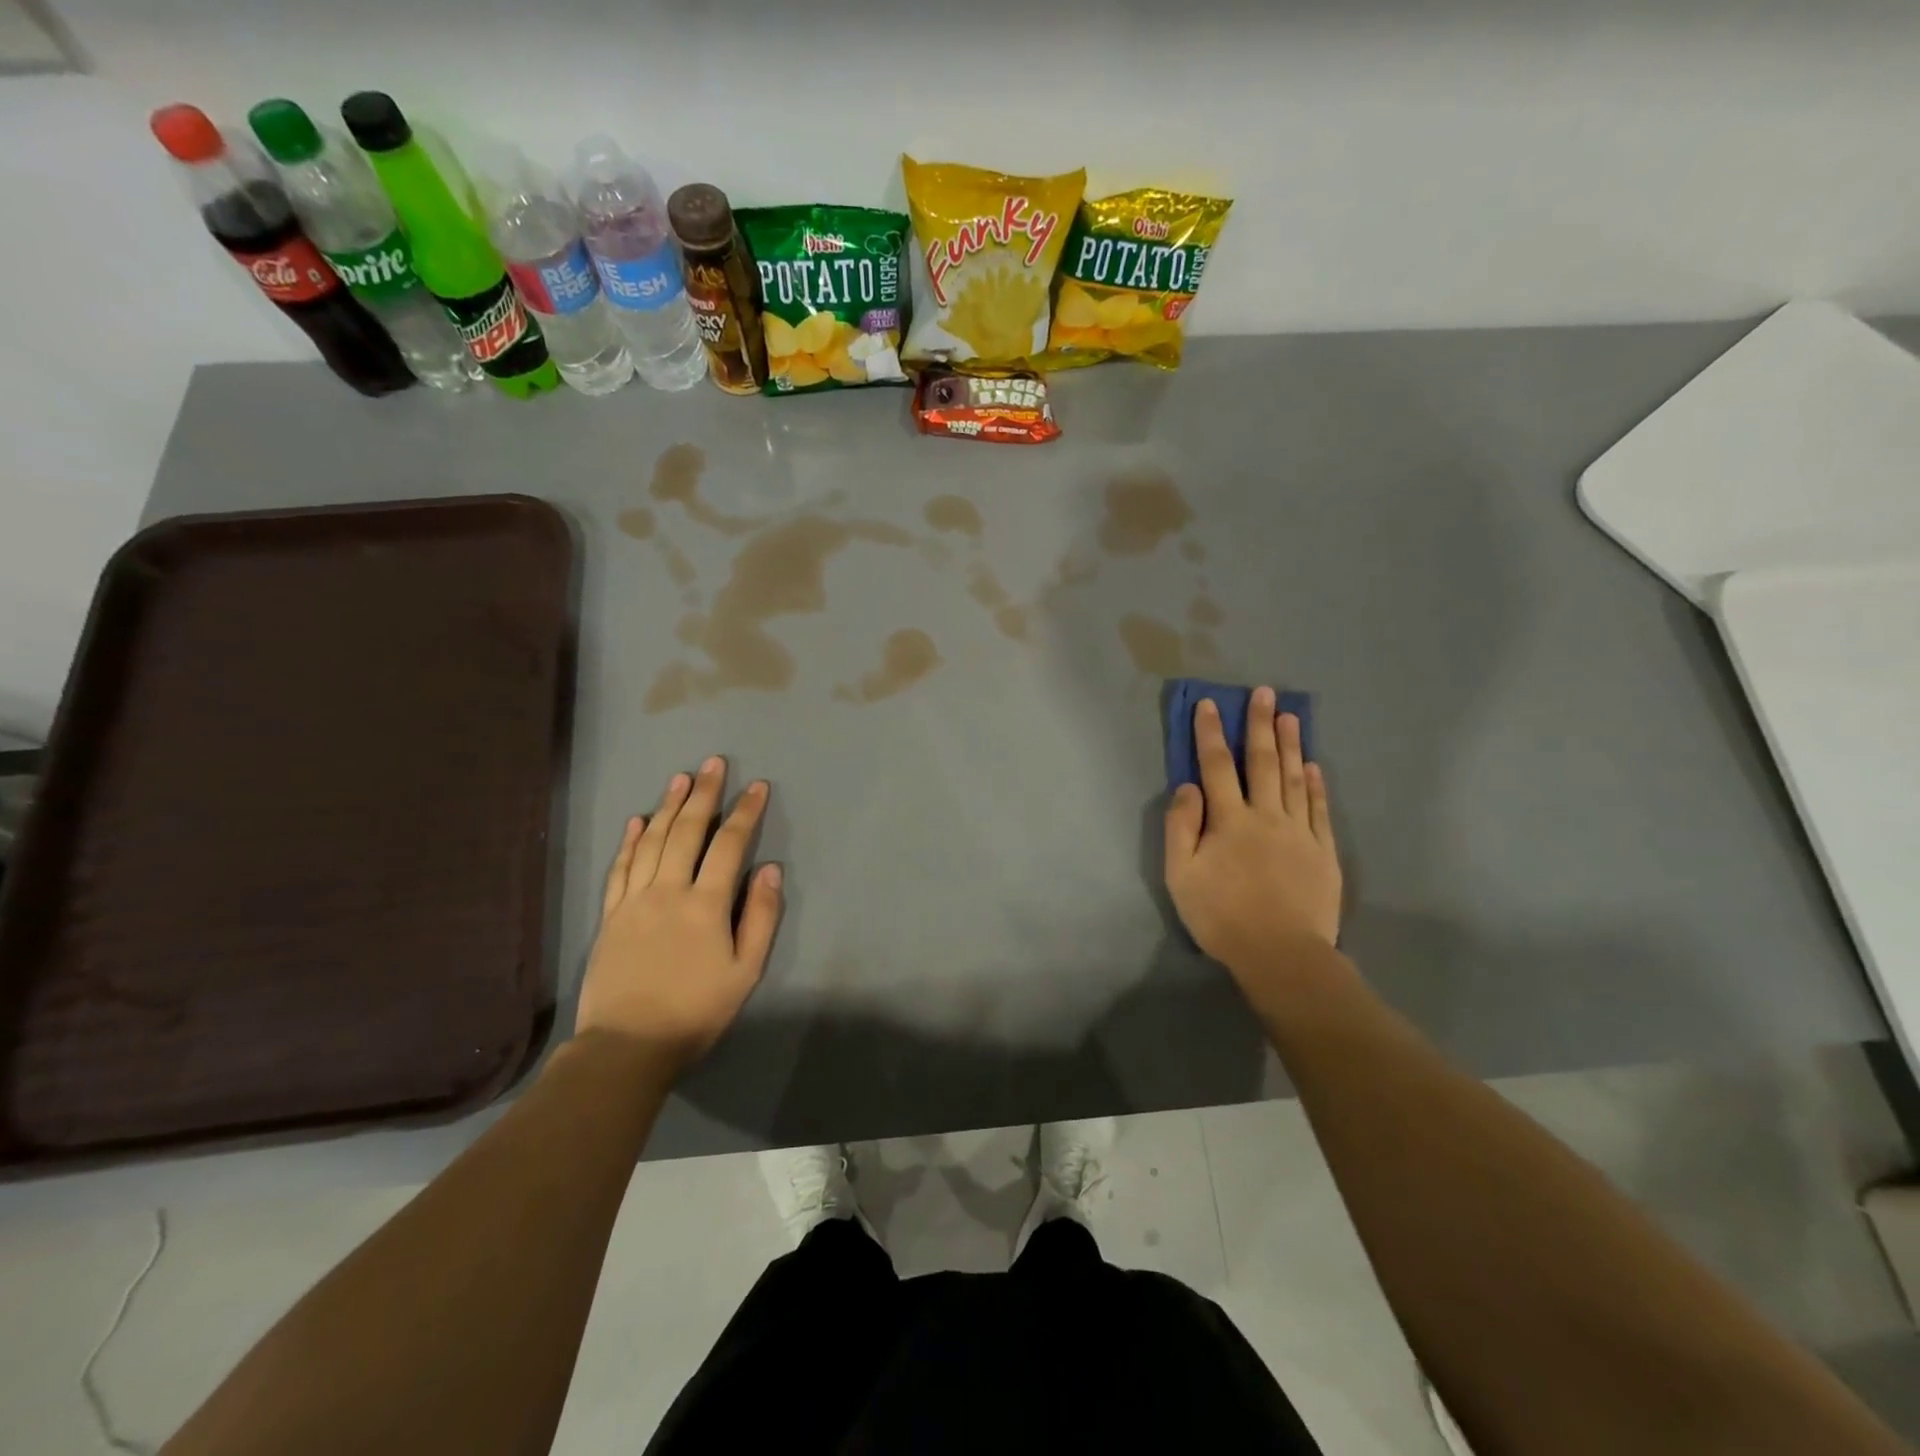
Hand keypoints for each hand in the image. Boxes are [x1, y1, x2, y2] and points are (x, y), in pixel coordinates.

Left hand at [575, 756, 783, 1074]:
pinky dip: (629, 840)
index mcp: (705, 905)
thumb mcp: (745, 971)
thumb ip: (760, 917)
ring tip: (681, 778)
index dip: (745, 813)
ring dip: (667, 806)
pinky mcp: (610, 915)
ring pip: (651, 841)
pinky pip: (620, 867)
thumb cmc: (695, 1011)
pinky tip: (637, 820)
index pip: (729, 845)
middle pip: (686, 832)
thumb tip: (769, 869)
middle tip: (713, 763)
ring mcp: (634, 900)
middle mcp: (668, 891)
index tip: (757, 786)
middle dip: (704, 794)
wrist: (626, 1046)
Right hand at [1164, 688, 1342, 1003]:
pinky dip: (1316, 785)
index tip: (1209, 704)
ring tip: (1289, 715)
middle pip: (1262, 762)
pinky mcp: (1323, 851)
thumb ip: (1180, 828)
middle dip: (1259, 725)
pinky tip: (1314, 767)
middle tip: (1263, 692)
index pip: (1216, 767)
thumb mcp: (1180, 876)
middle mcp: (1266, 816)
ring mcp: (1299, 832)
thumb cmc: (1222, 916)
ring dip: (1291, 745)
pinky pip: (1319, 810)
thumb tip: (1187, 787)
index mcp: (1229, 821)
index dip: (1210, 733)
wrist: (1281, 954)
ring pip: (1294, 779)